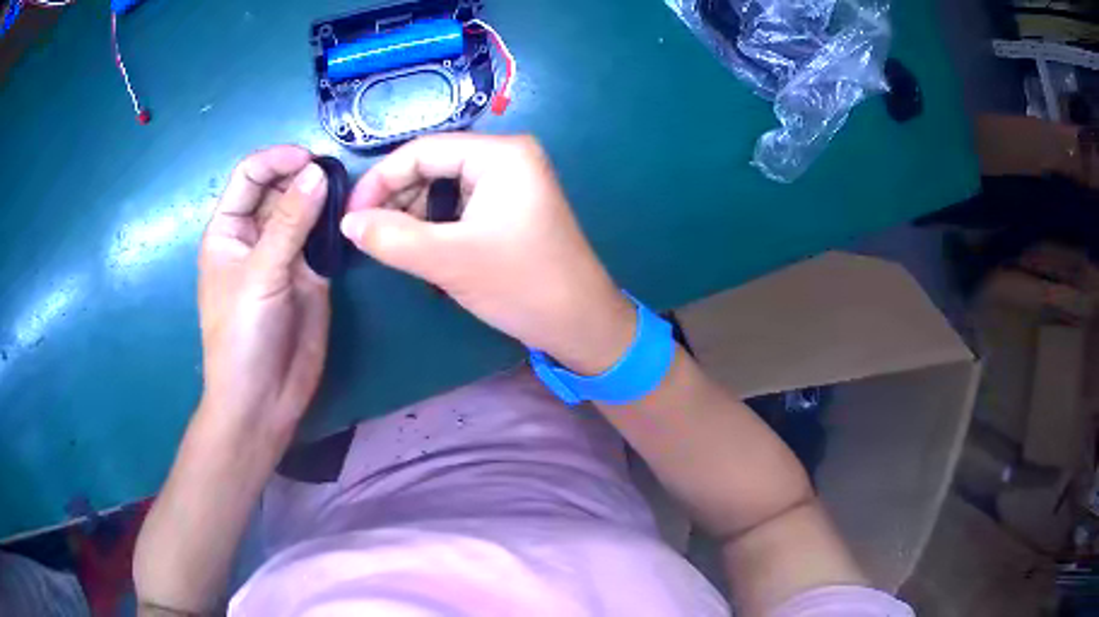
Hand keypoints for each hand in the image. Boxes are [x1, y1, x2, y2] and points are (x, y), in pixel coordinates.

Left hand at [198, 145, 329, 437]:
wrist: (264, 399)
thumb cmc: (242, 336)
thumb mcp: (260, 275)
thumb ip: (290, 223)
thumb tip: (318, 171)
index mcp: (229, 229)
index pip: (250, 176)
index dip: (277, 160)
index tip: (310, 159)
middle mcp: (256, 235)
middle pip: (280, 187)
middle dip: (304, 175)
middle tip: (338, 177)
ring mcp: (285, 254)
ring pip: (305, 209)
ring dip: (324, 197)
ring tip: (350, 192)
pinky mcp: (311, 273)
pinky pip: (324, 238)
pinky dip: (337, 225)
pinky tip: (352, 219)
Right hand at [341, 133, 634, 374]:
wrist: (581, 324)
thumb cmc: (522, 285)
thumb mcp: (449, 260)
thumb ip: (391, 238)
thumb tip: (348, 223)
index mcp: (501, 154)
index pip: (422, 151)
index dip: (380, 180)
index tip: (350, 216)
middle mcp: (507, 157)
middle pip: (433, 165)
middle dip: (396, 198)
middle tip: (367, 234)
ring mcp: (512, 181)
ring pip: (444, 186)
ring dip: (412, 213)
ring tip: (391, 244)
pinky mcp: (511, 206)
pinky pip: (460, 204)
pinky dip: (434, 223)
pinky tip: (419, 246)